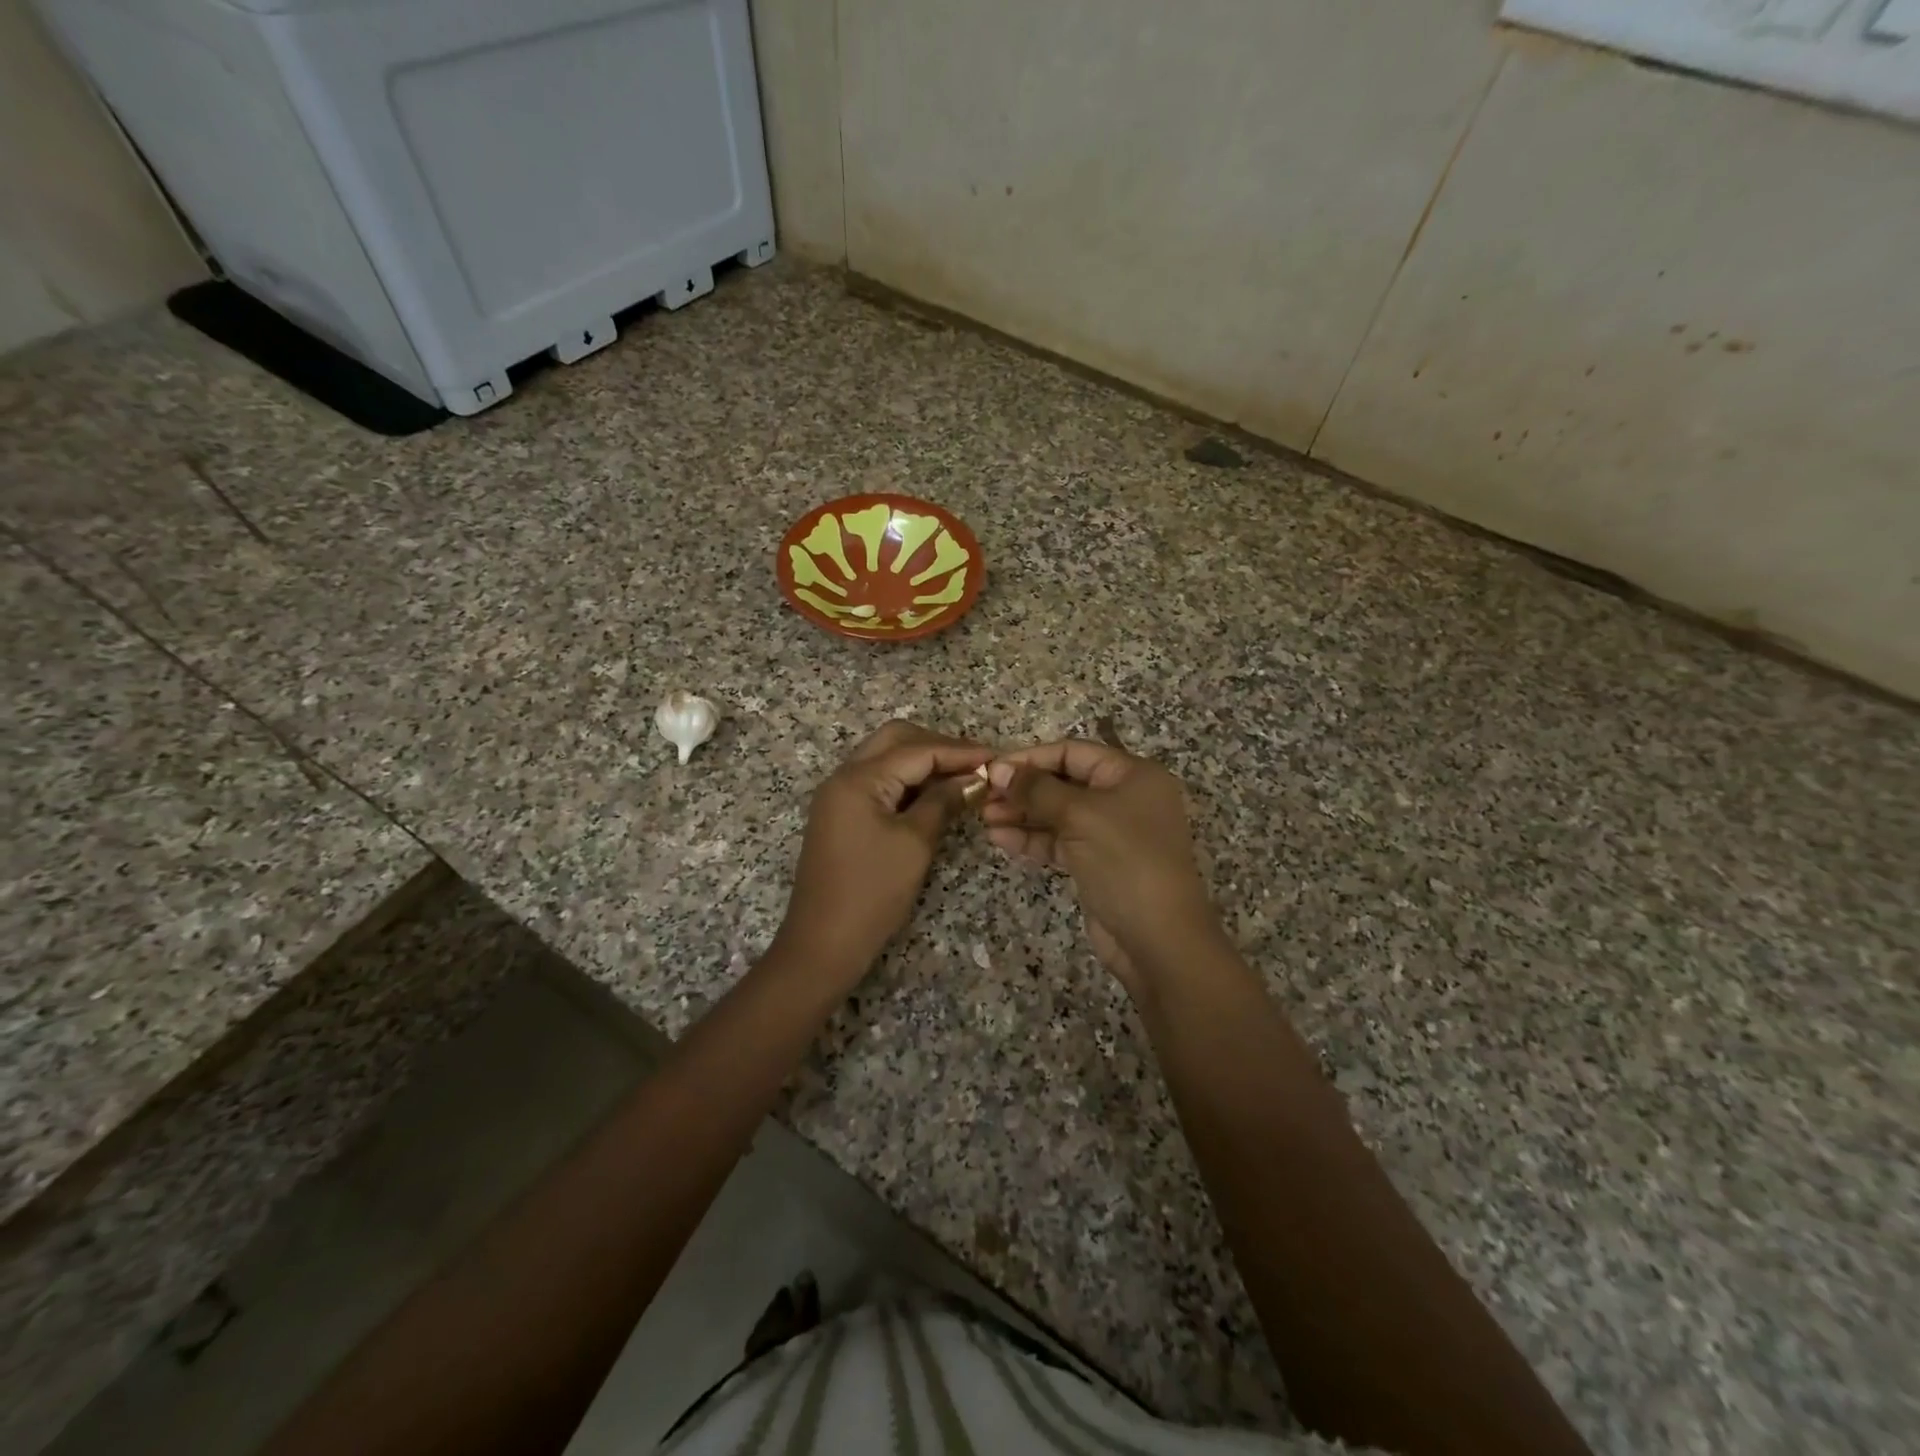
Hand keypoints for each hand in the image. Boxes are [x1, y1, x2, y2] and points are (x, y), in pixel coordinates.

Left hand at [775, 720, 990, 982]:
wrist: (824, 944)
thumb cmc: (872, 893)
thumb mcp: (915, 844)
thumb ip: (944, 802)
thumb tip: (975, 779)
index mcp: (858, 778)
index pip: (917, 750)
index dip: (960, 752)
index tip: (997, 759)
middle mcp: (844, 776)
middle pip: (897, 740)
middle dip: (939, 747)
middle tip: (977, 765)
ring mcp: (840, 795)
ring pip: (887, 758)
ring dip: (924, 762)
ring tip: (964, 777)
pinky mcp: (842, 815)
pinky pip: (879, 782)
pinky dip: (909, 782)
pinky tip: (936, 795)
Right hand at [982, 740, 1219, 996]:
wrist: (1158, 939)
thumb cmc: (1126, 861)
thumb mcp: (1080, 816)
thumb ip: (1036, 789)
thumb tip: (997, 767)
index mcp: (1133, 775)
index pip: (1073, 752)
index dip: (1031, 758)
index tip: (992, 768)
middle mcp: (1125, 798)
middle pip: (1064, 782)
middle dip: (1023, 789)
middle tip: (983, 797)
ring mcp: (1111, 833)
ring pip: (1059, 814)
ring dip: (1023, 814)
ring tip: (985, 818)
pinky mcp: (1098, 863)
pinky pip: (1060, 841)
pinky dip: (1033, 839)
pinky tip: (1001, 838)